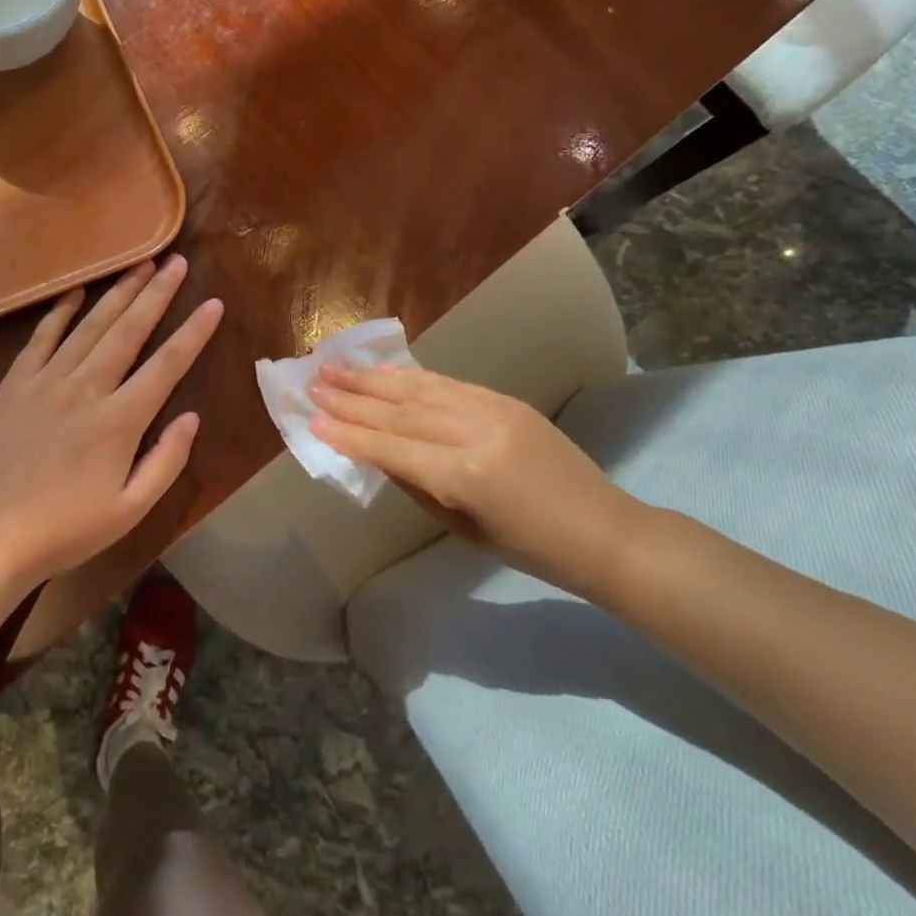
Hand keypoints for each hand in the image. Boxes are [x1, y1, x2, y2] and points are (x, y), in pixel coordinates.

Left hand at [0, 254, 222, 589]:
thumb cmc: (65, 529)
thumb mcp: (130, 510)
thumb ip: (166, 461)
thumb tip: (191, 416)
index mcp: (120, 421)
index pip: (167, 364)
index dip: (194, 332)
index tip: (213, 303)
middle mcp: (86, 389)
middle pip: (129, 330)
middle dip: (157, 293)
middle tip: (178, 262)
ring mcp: (46, 381)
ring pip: (90, 325)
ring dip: (118, 292)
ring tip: (141, 263)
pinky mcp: (15, 384)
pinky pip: (41, 337)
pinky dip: (60, 312)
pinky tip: (76, 291)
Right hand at [309, 364, 648, 599]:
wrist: (603, 530)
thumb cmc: (530, 549)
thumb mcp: (462, 528)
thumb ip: (417, 484)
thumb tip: (376, 451)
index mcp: (464, 476)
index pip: (391, 448)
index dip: (349, 433)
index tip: (313, 419)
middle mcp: (475, 432)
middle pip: (400, 410)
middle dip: (352, 397)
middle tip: (314, 382)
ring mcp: (493, 409)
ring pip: (420, 388)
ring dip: (374, 378)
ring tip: (336, 366)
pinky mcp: (506, 400)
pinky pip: (448, 383)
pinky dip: (411, 376)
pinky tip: (385, 371)